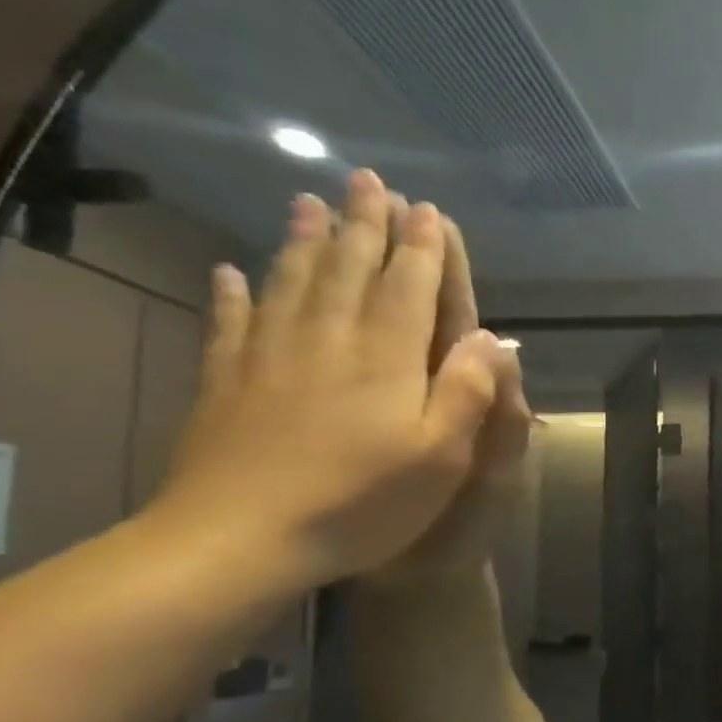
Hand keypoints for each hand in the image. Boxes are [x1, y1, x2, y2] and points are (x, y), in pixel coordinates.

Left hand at [149, 170, 507, 591]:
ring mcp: (269, 357)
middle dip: (364, 224)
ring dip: (304, 240)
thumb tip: (495, 339)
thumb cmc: (361, 504)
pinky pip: (231, 323)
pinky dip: (232, 293)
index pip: (410, 288)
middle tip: (367, 181)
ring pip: (291, 283)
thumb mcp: (441, 458)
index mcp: (387, 359)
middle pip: (349, 269)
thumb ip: (468, 392)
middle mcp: (329, 341)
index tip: (427, 209)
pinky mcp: (225, 382)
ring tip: (308, 202)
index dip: (422, 248)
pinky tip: (229, 271)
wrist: (242, 539)